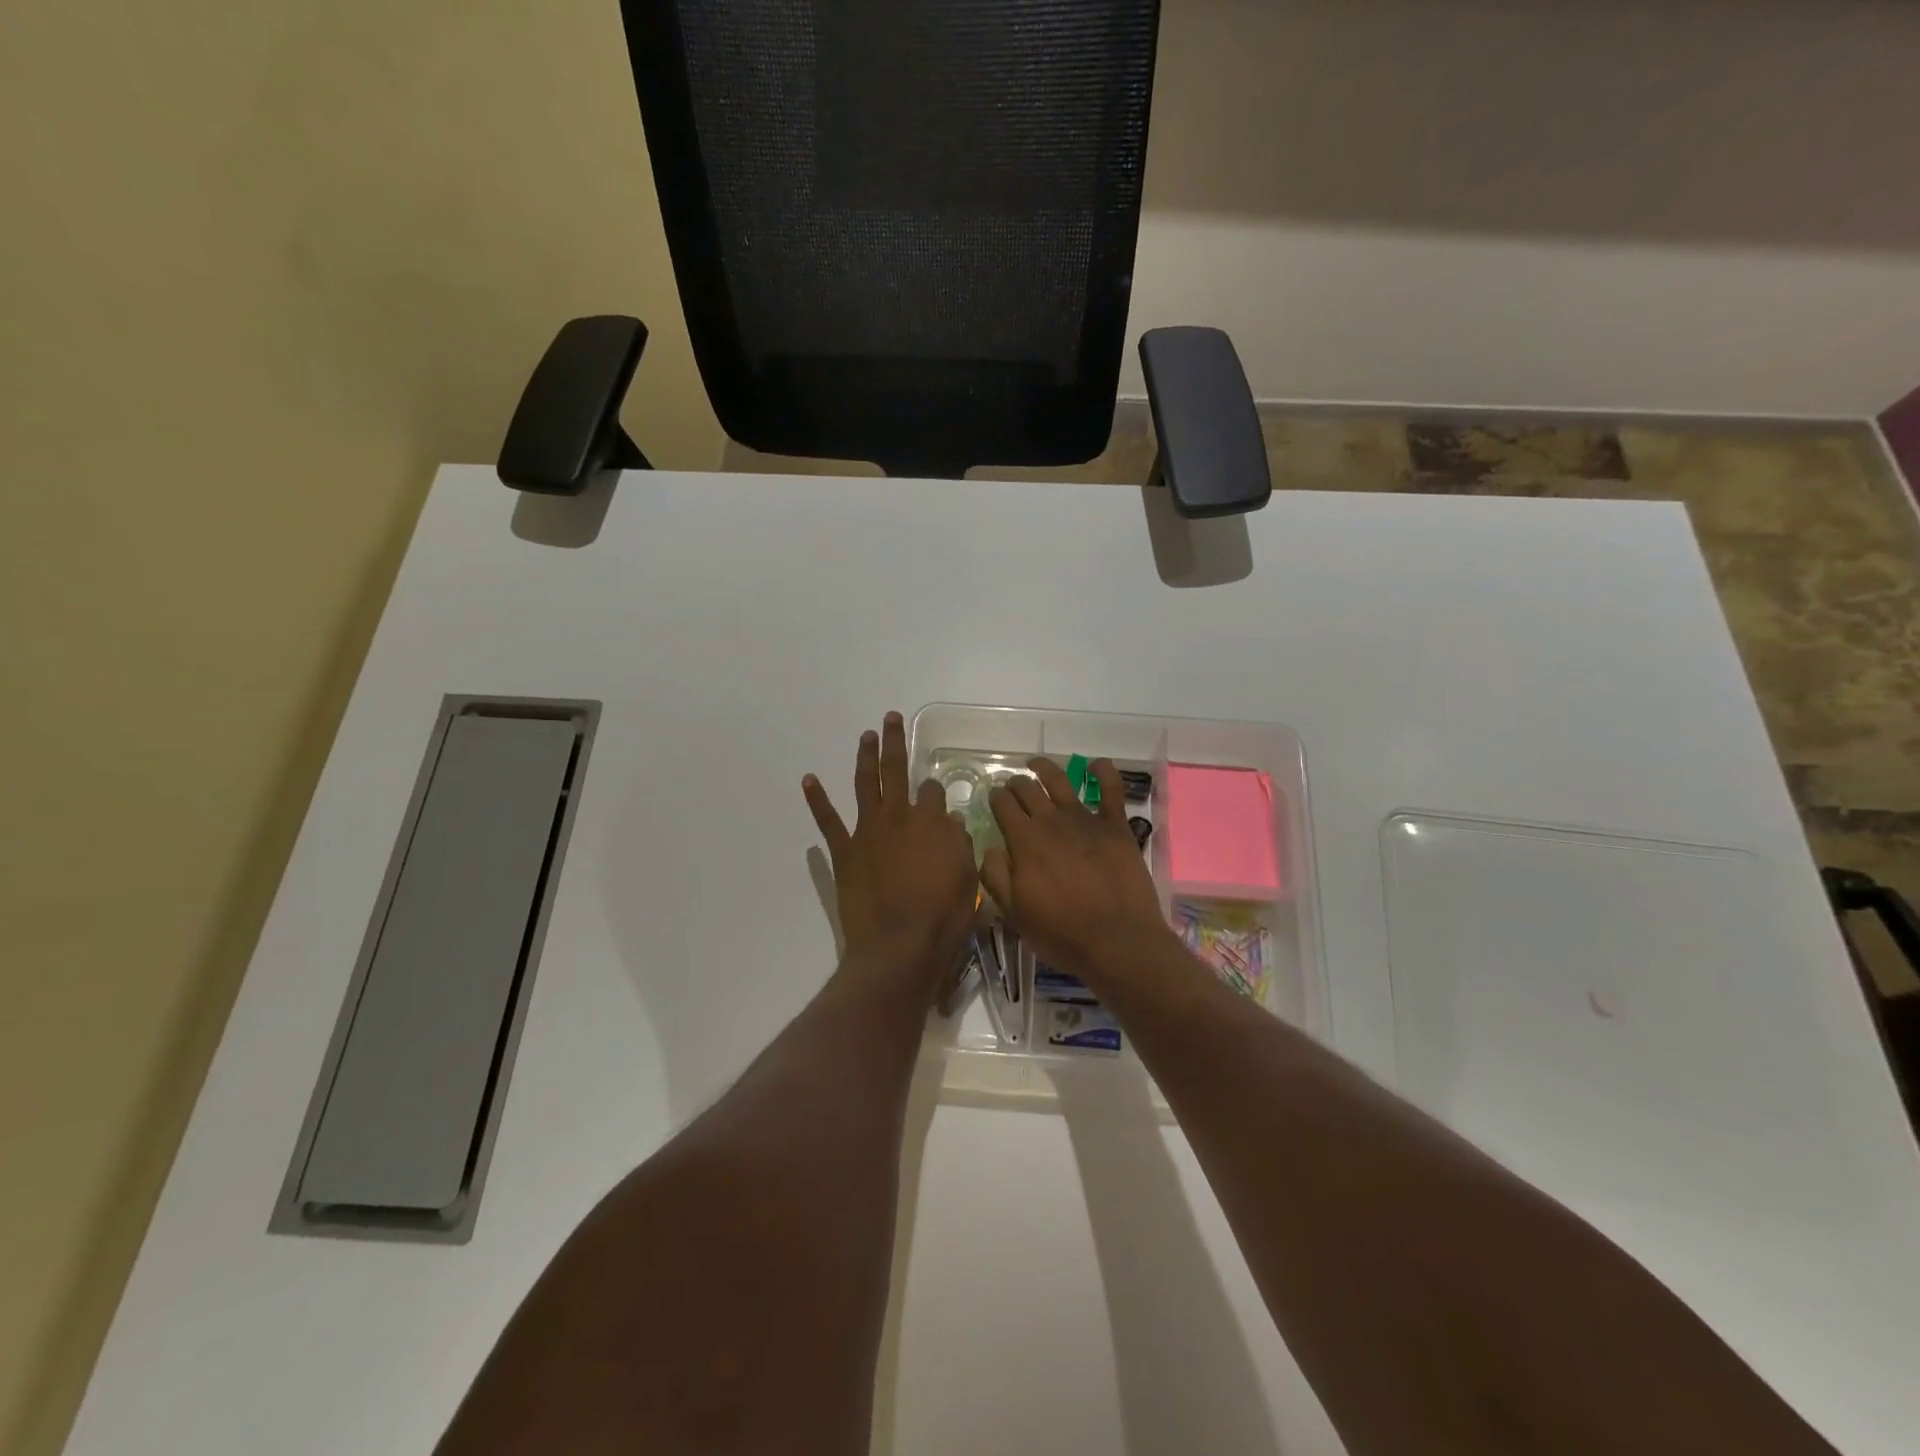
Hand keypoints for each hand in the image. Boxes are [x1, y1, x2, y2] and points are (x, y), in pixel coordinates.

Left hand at [804, 712, 978, 1000]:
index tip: (936, 793)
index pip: (933, 792)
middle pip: (896, 771)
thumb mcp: (968, 879)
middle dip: (894, 743)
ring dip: (864, 757)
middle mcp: (899, 817)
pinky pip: (828, 821)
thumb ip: (960, 845)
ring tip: (865, 735)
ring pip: (865, 784)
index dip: (935, 790)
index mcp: (931, 822)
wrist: (899, 946)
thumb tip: (952, 822)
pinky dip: (817, 799)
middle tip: (890, 718)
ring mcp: (868, 832)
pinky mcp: (845, 852)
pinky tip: (809, 779)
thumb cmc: (942, 916)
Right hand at [980, 757, 1174, 987]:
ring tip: (1036, 763)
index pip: (1003, 805)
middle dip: (1015, 783)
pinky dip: (1104, 772)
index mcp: (1024, 841)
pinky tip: (1097, 764)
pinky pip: (1111, 790)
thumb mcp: (1014, 914)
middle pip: (1028, 789)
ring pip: (1060, 781)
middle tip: (1012, 786)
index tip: (993, 798)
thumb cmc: (1061, 933)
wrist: (1117, 942)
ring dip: (1045, 768)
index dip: (995, 798)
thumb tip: (991, 847)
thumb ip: (996, 876)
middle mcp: (1052, 821)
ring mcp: (1086, 820)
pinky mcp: (1115, 827)